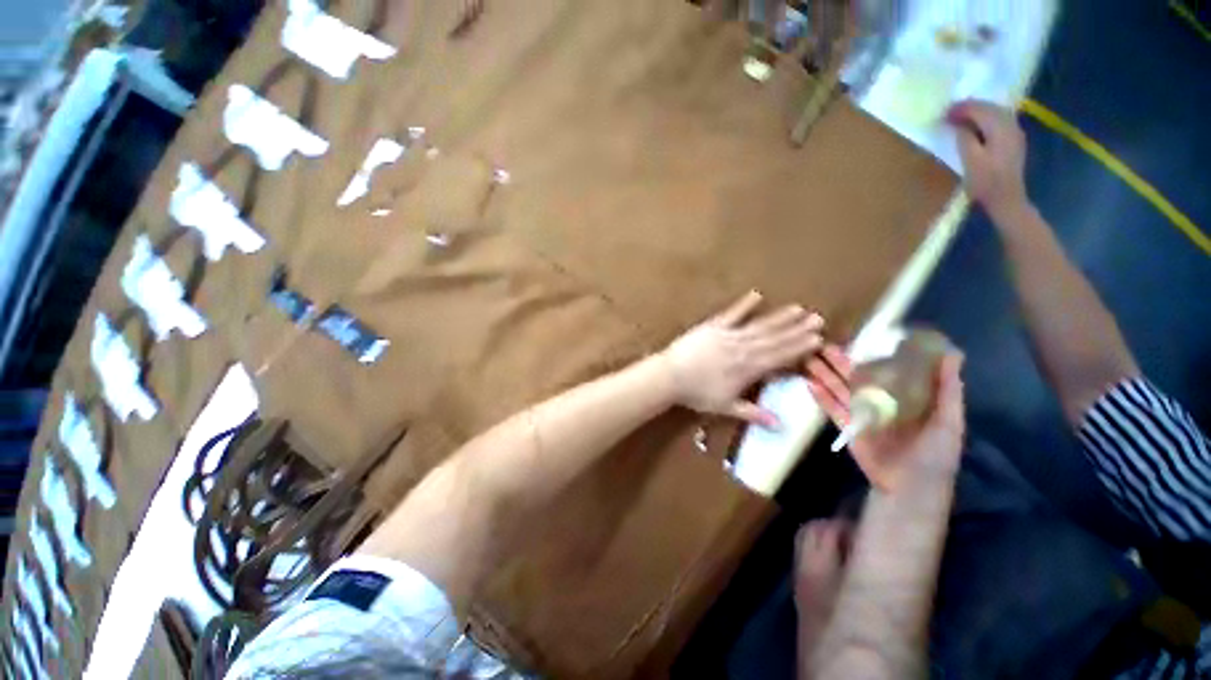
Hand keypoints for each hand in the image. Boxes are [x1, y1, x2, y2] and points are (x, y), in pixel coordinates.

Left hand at [662, 291, 822, 427]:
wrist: (670, 375)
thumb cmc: (697, 394)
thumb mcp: (726, 407)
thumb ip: (754, 414)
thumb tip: (781, 427)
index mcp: (748, 369)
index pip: (779, 357)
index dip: (798, 348)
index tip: (817, 339)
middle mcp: (743, 349)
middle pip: (774, 339)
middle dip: (796, 329)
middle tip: (817, 319)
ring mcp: (728, 335)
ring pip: (758, 325)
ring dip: (778, 317)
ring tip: (797, 308)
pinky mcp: (712, 326)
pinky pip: (731, 314)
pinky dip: (744, 305)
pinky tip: (756, 295)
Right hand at [807, 345, 965, 490]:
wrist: (909, 486)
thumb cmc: (934, 453)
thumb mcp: (948, 421)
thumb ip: (947, 389)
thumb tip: (952, 353)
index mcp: (906, 397)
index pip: (887, 369)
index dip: (873, 354)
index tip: (859, 337)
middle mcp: (882, 401)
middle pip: (857, 377)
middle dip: (839, 362)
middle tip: (822, 345)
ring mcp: (863, 414)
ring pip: (840, 389)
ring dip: (825, 375)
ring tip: (809, 359)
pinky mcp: (849, 427)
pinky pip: (832, 409)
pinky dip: (821, 397)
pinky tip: (809, 383)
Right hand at [947, 100, 1029, 219]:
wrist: (1007, 199)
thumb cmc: (985, 182)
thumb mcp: (970, 160)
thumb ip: (965, 138)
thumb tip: (959, 124)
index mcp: (1000, 128)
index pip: (980, 109)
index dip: (961, 109)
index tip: (944, 114)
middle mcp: (1011, 125)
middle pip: (990, 107)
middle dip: (970, 107)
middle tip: (950, 114)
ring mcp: (1015, 132)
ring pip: (996, 112)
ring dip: (979, 112)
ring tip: (961, 118)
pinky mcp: (1014, 140)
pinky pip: (1000, 120)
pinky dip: (987, 119)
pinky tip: (977, 126)